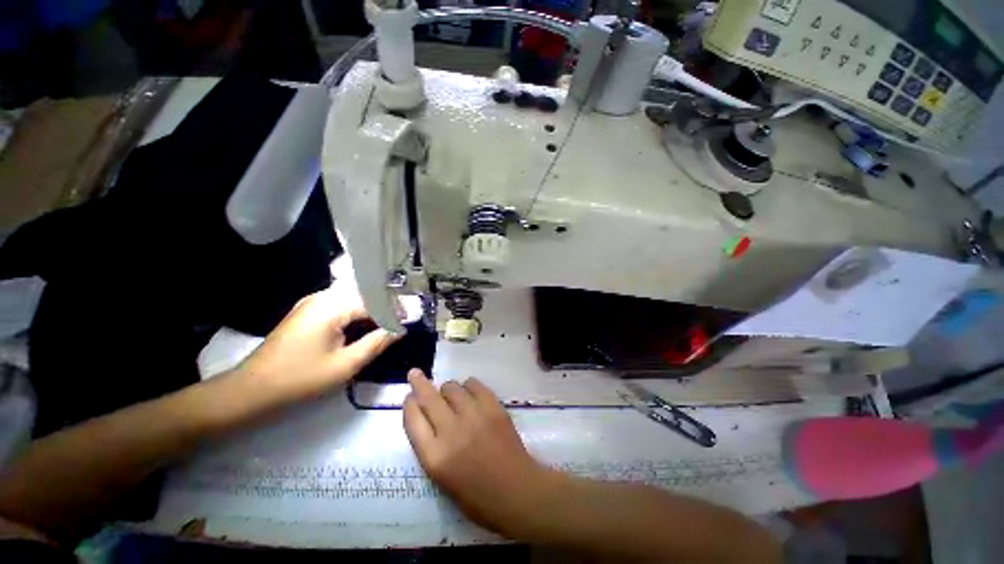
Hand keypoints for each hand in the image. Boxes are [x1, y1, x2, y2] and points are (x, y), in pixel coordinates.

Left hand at [237, 286, 397, 400]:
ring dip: (373, 308)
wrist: (252, 390)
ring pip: (354, 298)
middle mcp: (323, 296)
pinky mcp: (308, 311)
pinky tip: (366, 324)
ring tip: (391, 321)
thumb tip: (400, 329)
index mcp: (332, 306)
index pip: (375, 300)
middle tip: (404, 319)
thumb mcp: (346, 365)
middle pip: (365, 294)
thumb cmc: (301, 379)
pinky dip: (358, 312)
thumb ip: (377, 343)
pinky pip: (341, 304)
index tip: (412, 319)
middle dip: (387, 305)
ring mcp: (313, 302)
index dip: (396, 309)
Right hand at [403, 370, 553, 534]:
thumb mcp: (443, 481)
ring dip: (447, 389)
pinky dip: (468, 386)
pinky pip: (474, 384)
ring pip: (452, 387)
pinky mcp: (493, 406)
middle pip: (429, 398)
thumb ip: (432, 449)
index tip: (409, 396)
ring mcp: (474, 415)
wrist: (517, 492)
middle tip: (415, 372)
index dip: (408, 405)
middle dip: (419, 383)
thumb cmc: (478, 498)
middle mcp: (451, 431)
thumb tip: (429, 420)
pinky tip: (470, 392)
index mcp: (435, 457)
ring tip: (451, 395)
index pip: (413, 421)